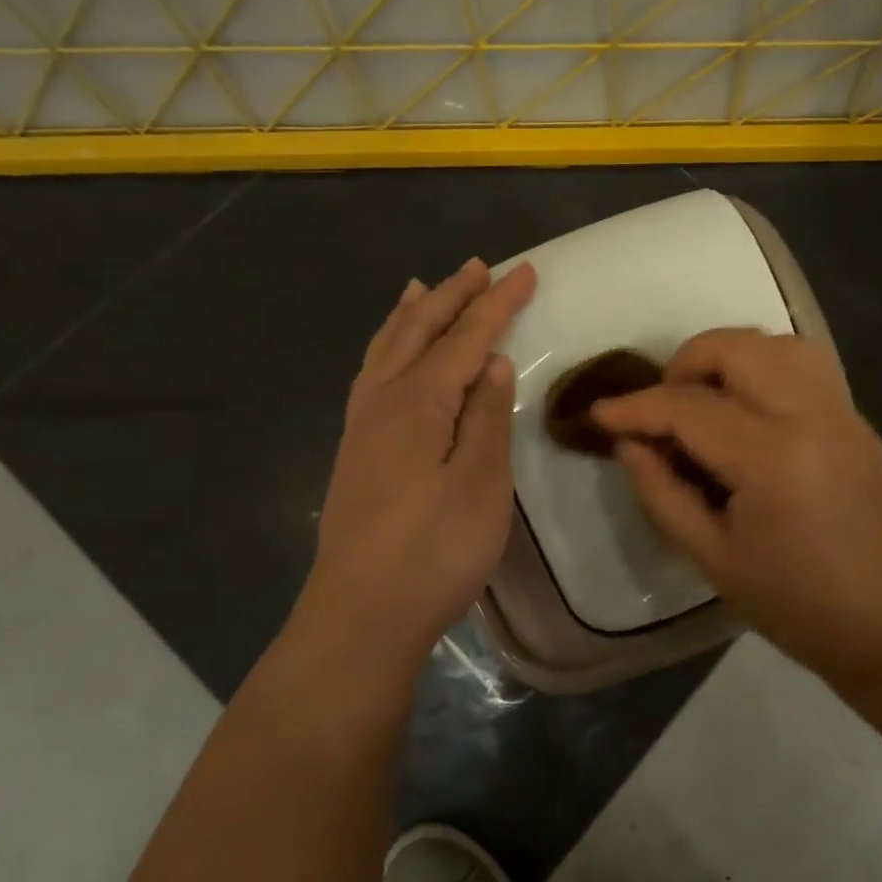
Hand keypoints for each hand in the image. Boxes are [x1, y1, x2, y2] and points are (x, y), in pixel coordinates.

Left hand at [296, 258, 536, 671]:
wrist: (361, 615)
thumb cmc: (433, 552)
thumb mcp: (480, 484)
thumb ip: (486, 417)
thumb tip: (492, 362)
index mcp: (419, 401)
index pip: (465, 337)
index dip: (497, 303)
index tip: (525, 271)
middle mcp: (383, 400)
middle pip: (420, 331)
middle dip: (453, 296)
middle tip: (479, 266)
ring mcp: (362, 426)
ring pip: (387, 350)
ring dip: (411, 315)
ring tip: (423, 287)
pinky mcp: (355, 451)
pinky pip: (371, 375)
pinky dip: (386, 349)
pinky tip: (390, 357)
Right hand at [593, 329, 881, 685]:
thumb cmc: (793, 604)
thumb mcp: (711, 558)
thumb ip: (661, 493)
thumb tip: (629, 444)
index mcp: (771, 458)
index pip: (688, 408)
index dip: (635, 407)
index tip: (600, 414)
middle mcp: (810, 416)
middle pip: (736, 349)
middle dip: (684, 363)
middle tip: (662, 406)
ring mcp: (842, 413)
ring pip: (778, 343)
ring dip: (730, 356)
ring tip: (705, 398)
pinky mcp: (858, 420)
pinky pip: (807, 365)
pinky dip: (766, 366)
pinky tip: (749, 407)